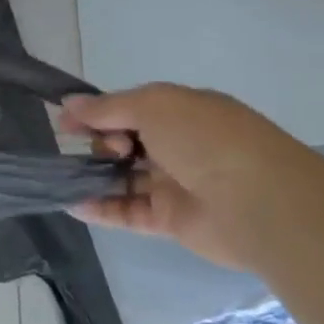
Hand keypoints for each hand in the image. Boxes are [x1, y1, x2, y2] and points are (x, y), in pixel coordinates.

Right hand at [58, 83, 313, 270]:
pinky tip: (72, 204)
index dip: (96, 113)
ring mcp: (174, 184)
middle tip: (106, 149)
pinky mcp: (170, 220)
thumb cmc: (206, 141)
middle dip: (100, 143)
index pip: (129, 109)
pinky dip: (100, 209)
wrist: (261, 203)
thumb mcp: (153, 106)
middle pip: (123, 143)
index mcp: (181, 113)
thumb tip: (69, 104)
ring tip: (62, 178)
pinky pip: (128, 212)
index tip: (66, 122)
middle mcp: (178, 146)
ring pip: (123, 178)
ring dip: (92, 177)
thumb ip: (107, 107)